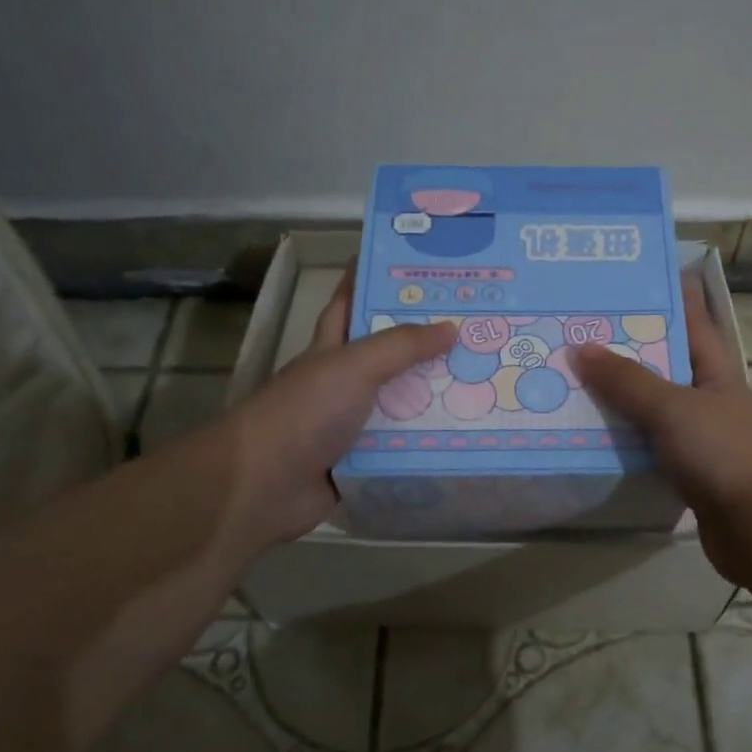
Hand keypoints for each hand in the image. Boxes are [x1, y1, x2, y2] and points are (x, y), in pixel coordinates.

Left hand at [227, 261, 455, 545]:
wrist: (264, 486)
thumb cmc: (304, 412)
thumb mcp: (353, 366)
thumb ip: (401, 345)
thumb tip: (452, 327)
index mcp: (332, 348)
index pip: (352, 302)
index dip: (374, 279)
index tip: (415, 265)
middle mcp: (344, 382)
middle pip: (390, 355)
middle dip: (427, 342)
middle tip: (477, 327)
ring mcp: (354, 423)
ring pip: (403, 402)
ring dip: (437, 395)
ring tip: (487, 380)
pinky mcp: (365, 460)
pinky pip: (406, 446)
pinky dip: (431, 442)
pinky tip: (468, 434)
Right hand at [572, 277, 751, 587]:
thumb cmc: (724, 452)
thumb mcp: (673, 407)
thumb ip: (627, 380)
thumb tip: (580, 348)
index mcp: (715, 369)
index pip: (691, 319)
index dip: (667, 295)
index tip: (631, 277)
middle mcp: (708, 397)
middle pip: (663, 364)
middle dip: (625, 348)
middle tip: (577, 330)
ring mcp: (700, 437)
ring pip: (652, 409)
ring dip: (618, 399)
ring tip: (570, 380)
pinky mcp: (688, 473)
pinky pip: (648, 447)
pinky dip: (623, 441)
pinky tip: (590, 436)